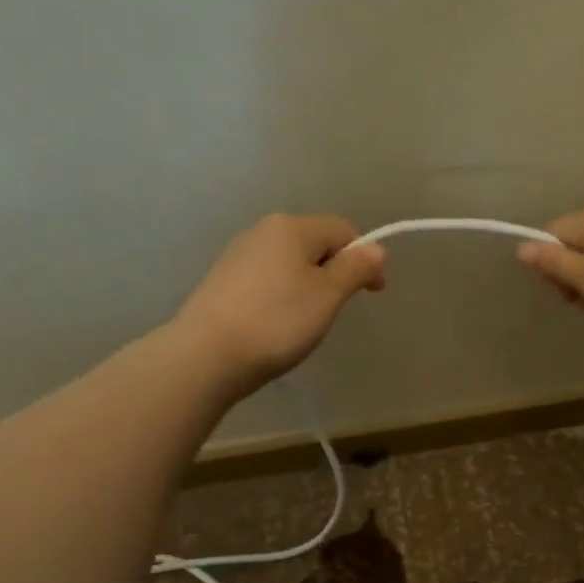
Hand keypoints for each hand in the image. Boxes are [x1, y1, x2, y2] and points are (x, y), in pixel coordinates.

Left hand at [173, 214, 385, 391]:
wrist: (206, 355)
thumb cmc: (277, 322)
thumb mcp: (327, 296)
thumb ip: (355, 268)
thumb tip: (377, 249)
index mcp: (292, 227)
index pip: (342, 229)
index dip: (364, 257)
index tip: (372, 293)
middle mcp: (263, 230)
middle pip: (314, 242)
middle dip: (334, 270)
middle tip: (337, 310)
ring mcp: (238, 254)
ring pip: (289, 261)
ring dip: (309, 284)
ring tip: (306, 320)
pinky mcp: (222, 279)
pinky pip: (267, 278)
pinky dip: (282, 294)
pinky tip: (276, 323)